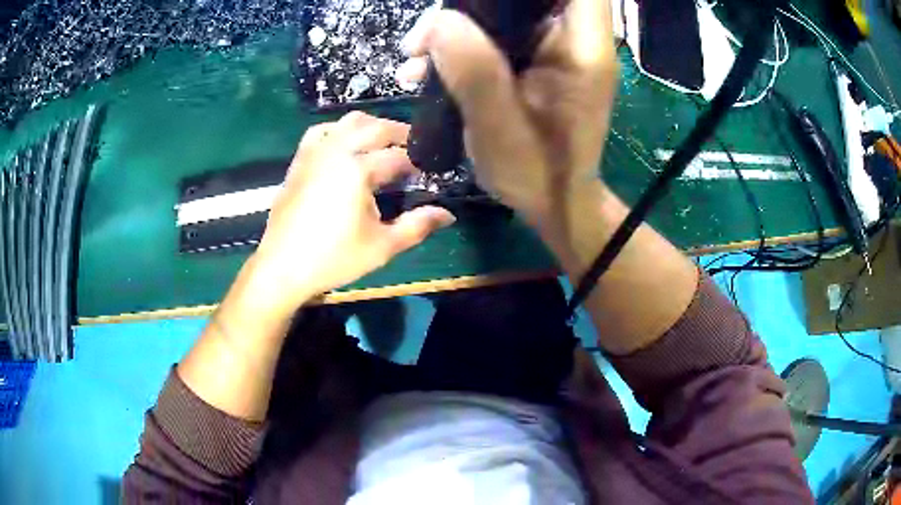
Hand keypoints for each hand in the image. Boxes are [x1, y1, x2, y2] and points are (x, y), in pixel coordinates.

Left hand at [249, 111, 455, 319]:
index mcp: (358, 170)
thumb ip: (417, 226)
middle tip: (416, 149)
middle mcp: (337, 151)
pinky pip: (321, 131)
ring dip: (372, 126)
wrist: (282, 266)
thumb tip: (448, 214)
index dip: (419, 162)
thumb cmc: (333, 258)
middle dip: (400, 134)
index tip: (430, 171)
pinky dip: (339, 130)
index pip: (399, 156)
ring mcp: (315, 152)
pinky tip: (345, 144)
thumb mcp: (382, 246)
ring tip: (384, 142)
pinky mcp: (300, 160)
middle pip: (376, 128)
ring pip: (348, 122)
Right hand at [398, 0, 618, 220]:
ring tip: (415, 54)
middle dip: (475, 3)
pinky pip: (496, 36)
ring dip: (459, 23)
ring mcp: (553, 51)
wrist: (553, 204)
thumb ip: (475, 74)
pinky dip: (461, 43)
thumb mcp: (501, 130)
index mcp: (582, 50)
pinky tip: (425, 68)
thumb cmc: (538, 175)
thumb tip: (439, 22)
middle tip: (430, 29)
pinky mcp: (535, 63)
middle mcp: (574, 41)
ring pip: (506, 12)